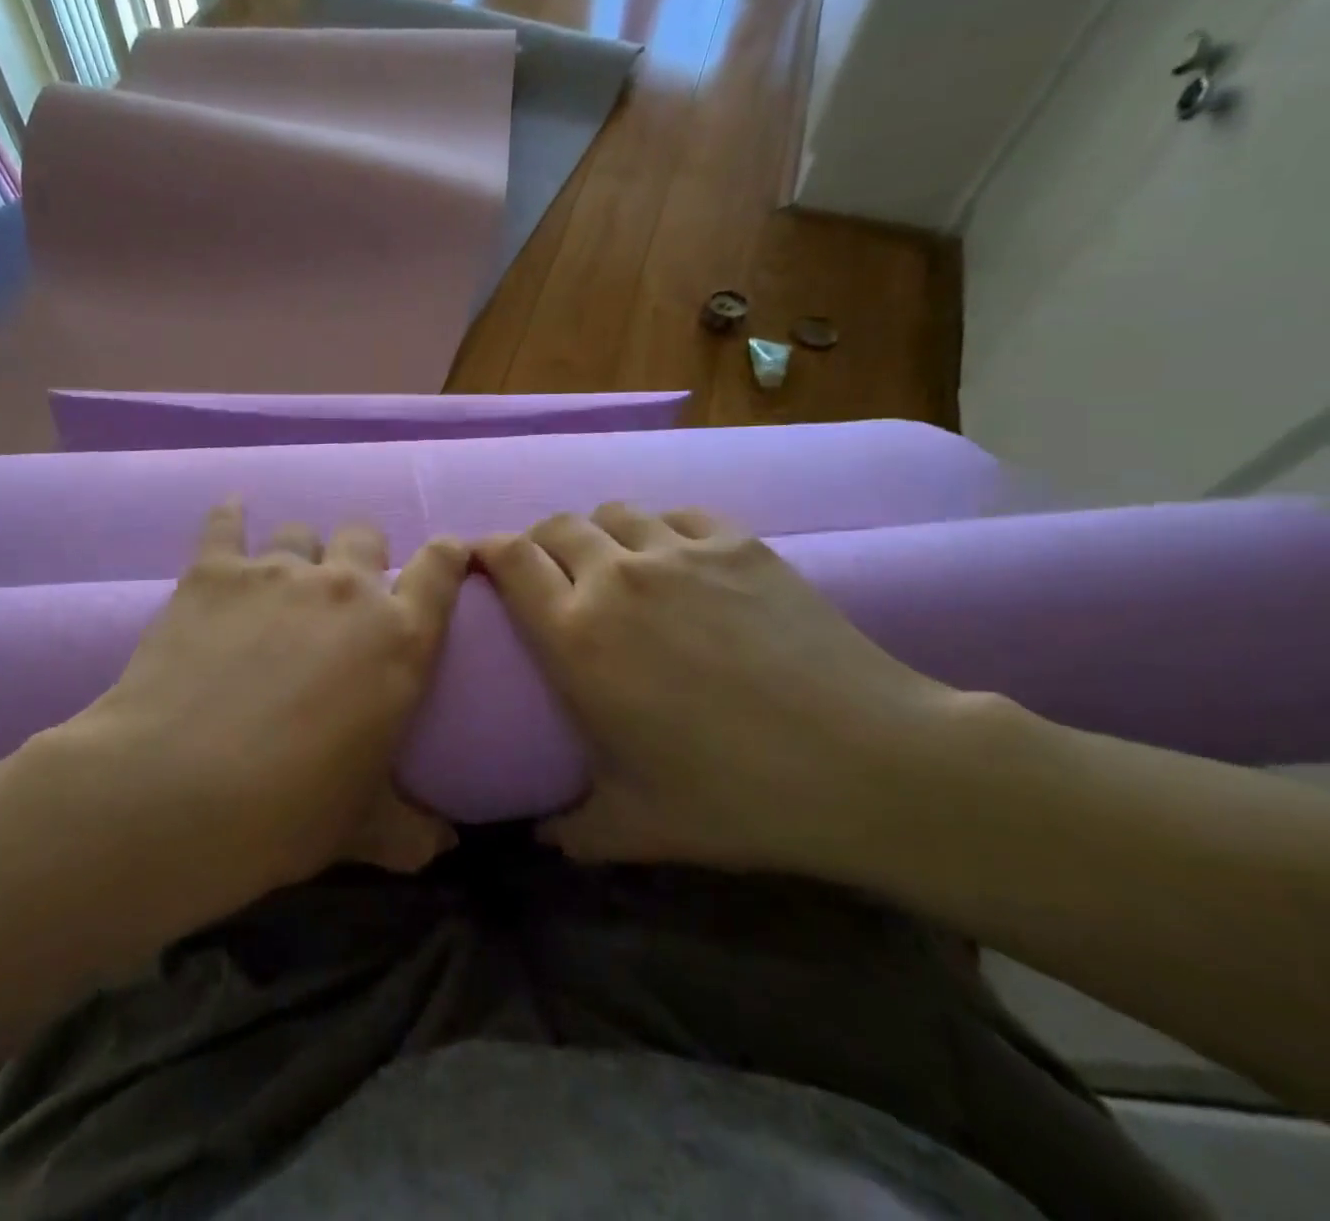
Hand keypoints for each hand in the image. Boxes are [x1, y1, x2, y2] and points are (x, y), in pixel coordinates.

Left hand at [75, 502, 467, 885]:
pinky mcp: (214, 570)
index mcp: (398, 639)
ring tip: (277, 584)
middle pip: (365, 534)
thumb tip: (443, 849)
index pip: (442, 568)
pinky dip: (230, 518)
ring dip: (297, 552)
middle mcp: (345, 589)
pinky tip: (230, 517)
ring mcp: (277, 572)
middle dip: (360, 554)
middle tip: (340, 593)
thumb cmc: (287, 814)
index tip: (443, 559)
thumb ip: (411, 832)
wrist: (175, 794)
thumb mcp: (363, 829)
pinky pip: (226, 522)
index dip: (447, 555)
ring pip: (300, 530)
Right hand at [475, 504, 959, 875]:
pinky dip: (661, 529)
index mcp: (576, 636)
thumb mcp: (636, 827)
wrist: (867, 764)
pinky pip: (677, 514)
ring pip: (614, 512)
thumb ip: (573, 831)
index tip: (483, 563)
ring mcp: (679, 552)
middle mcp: (616, 578)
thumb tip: (541, 837)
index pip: (509, 560)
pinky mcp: (737, 544)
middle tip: (549, 573)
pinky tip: (677, 559)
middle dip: (540, 542)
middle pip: (555, 526)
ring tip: (612, 563)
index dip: (487, 551)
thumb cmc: (736, 797)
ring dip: (599, 532)